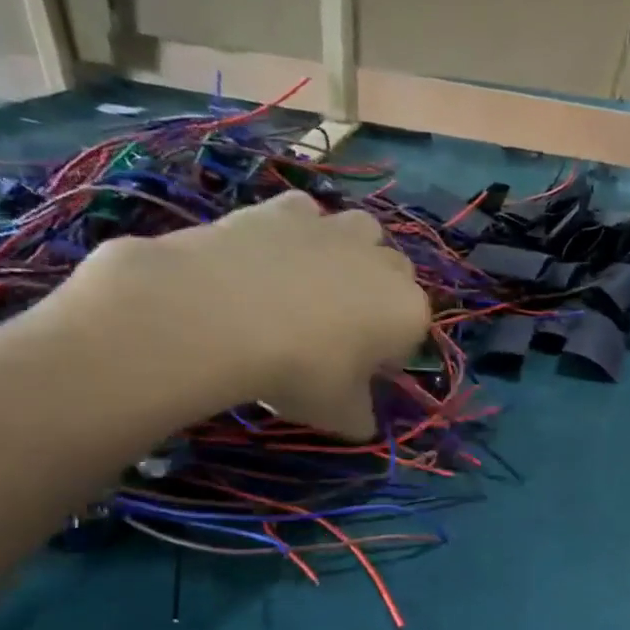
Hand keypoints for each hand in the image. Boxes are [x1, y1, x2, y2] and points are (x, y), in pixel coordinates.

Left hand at [57, 191, 430, 438]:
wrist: (218, 316)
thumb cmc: (299, 370)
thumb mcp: (339, 414)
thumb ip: (361, 417)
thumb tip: (363, 422)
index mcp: (408, 312)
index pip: (411, 335)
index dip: (386, 356)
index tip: (358, 374)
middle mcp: (385, 264)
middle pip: (395, 276)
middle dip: (377, 297)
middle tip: (338, 330)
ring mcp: (337, 228)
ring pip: (364, 232)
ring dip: (352, 252)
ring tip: (315, 283)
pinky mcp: (288, 207)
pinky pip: (308, 214)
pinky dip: (299, 231)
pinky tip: (274, 256)